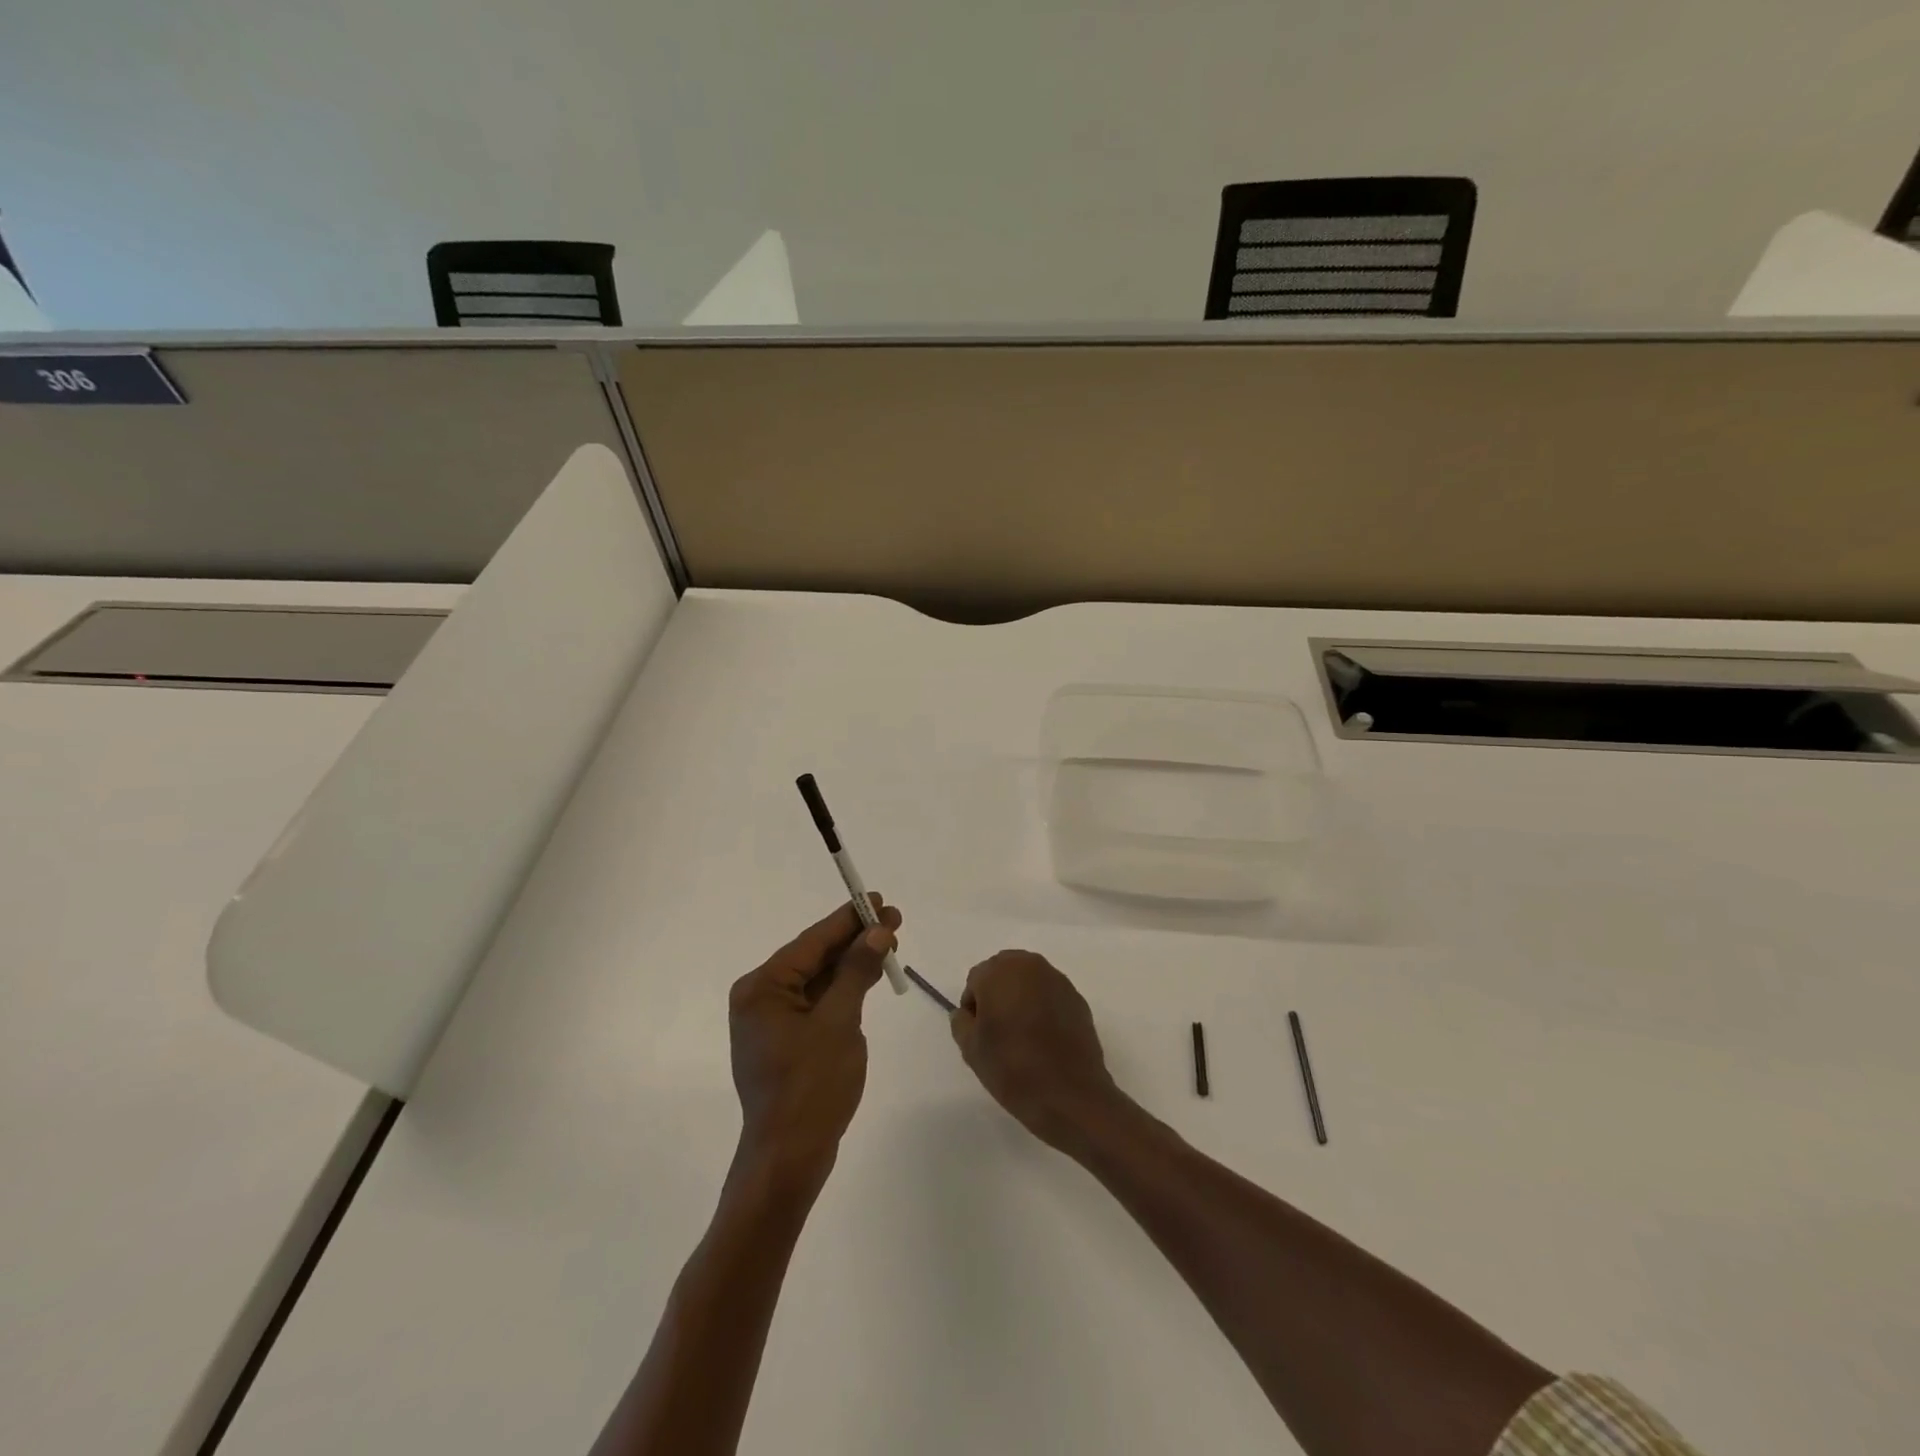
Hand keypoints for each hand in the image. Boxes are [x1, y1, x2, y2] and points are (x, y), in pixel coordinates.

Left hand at [729, 896, 901, 1192]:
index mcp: (762, 988)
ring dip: (852, 962)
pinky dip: (843, 989)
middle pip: (814, 957)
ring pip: (818, 979)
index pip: (812, 941)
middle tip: (894, 920)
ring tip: (889, 943)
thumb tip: (876, 931)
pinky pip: (817, 1002)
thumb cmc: (812, 1086)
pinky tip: (868, 976)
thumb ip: (856, 972)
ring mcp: (771, 1022)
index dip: (848, 918)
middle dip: (855, 939)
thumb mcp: (839, 1022)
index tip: (879, 898)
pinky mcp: (785, 1041)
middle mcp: (760, 998)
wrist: (789, 1158)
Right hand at [950, 950, 1125, 1151]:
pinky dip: (1043, 1008)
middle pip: (1003, 973)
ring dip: (1021, 999)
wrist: (1069, 1094)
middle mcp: (1030, 965)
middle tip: (998, 1032)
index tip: (979, 1035)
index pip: (975, 981)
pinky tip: (1045, 1039)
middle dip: (997, 996)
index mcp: (999, 971)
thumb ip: (961, 1022)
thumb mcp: (971, 1049)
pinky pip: (1050, 996)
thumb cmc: (1012, 1067)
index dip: (973, 1008)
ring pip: (1029, 982)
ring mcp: (1058, 980)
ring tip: (1022, 1036)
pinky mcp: (1077, 998)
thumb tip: (967, 1013)